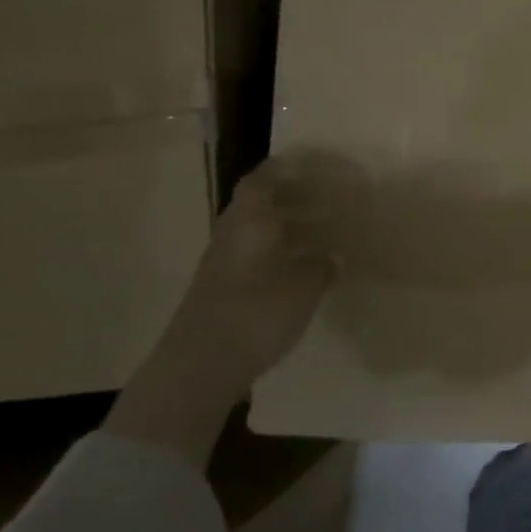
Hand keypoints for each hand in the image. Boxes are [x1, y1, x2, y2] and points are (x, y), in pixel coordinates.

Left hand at [106, 154, 356, 465]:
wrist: (199, 366)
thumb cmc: (256, 313)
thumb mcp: (305, 287)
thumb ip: (322, 266)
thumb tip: (331, 256)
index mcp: (249, 223)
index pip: (260, 182)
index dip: (280, 169)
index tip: (305, 165)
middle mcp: (230, 236)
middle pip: (254, 206)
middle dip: (285, 199)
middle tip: (320, 198)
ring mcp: (220, 266)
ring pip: (252, 233)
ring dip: (279, 229)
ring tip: (315, 234)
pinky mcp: (218, 292)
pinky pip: (250, 259)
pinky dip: (272, 255)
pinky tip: (295, 270)